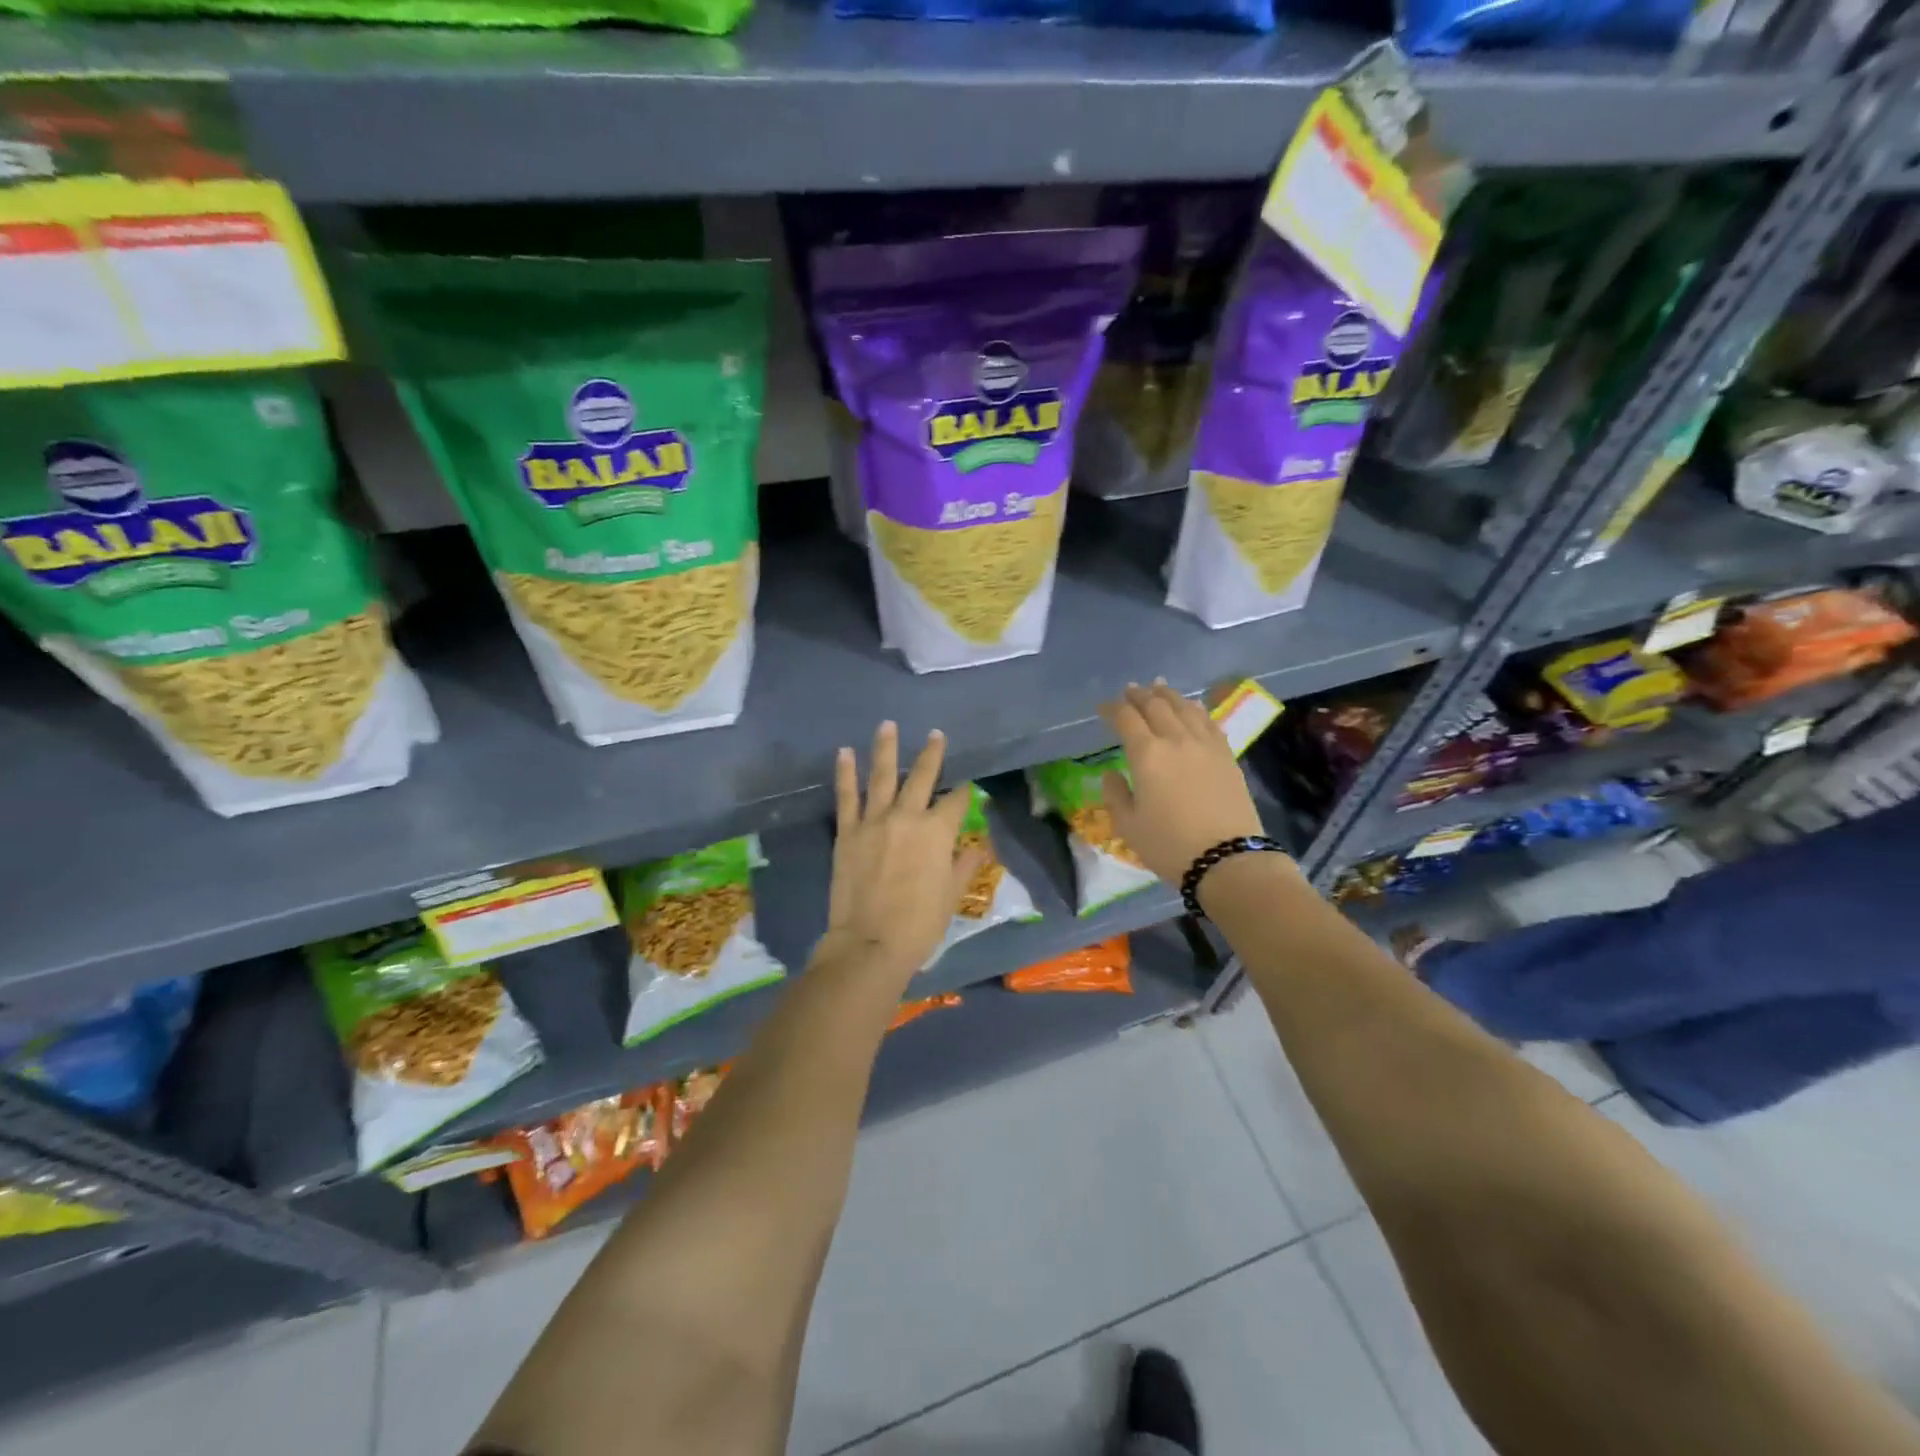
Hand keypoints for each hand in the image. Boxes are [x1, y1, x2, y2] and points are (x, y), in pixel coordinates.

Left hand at [821, 721, 986, 981]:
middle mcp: (907, 817)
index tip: (967, 788)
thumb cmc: (919, 925)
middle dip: (931, 754)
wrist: (869, 944)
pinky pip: (846, 797)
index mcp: (938, 833)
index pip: (956, 802)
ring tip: (887, 725)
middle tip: (936, 734)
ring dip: (885, 749)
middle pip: (921, 777)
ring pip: (881, 776)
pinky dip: (845, 774)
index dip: (964, 793)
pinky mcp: (847, 832)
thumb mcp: (951, 896)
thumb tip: (980, 846)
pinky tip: (844, 753)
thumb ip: (964, 865)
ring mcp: (874, 822)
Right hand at [1098, 681, 1272, 885]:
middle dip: (1139, 695)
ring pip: (1185, 708)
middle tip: (1130, 690)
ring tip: (1158, 687)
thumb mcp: (1128, 825)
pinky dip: (1195, 709)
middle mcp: (1176, 739)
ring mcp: (1205, 744)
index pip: (1126, 718)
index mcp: (1146, 754)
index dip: (1112, 709)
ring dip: (1168, 695)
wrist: (1227, 859)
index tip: (1103, 708)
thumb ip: (1114, 794)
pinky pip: (1208, 722)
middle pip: (1156, 706)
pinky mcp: (1226, 755)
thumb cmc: (1169, 845)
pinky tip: (1192, 707)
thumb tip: (1111, 773)